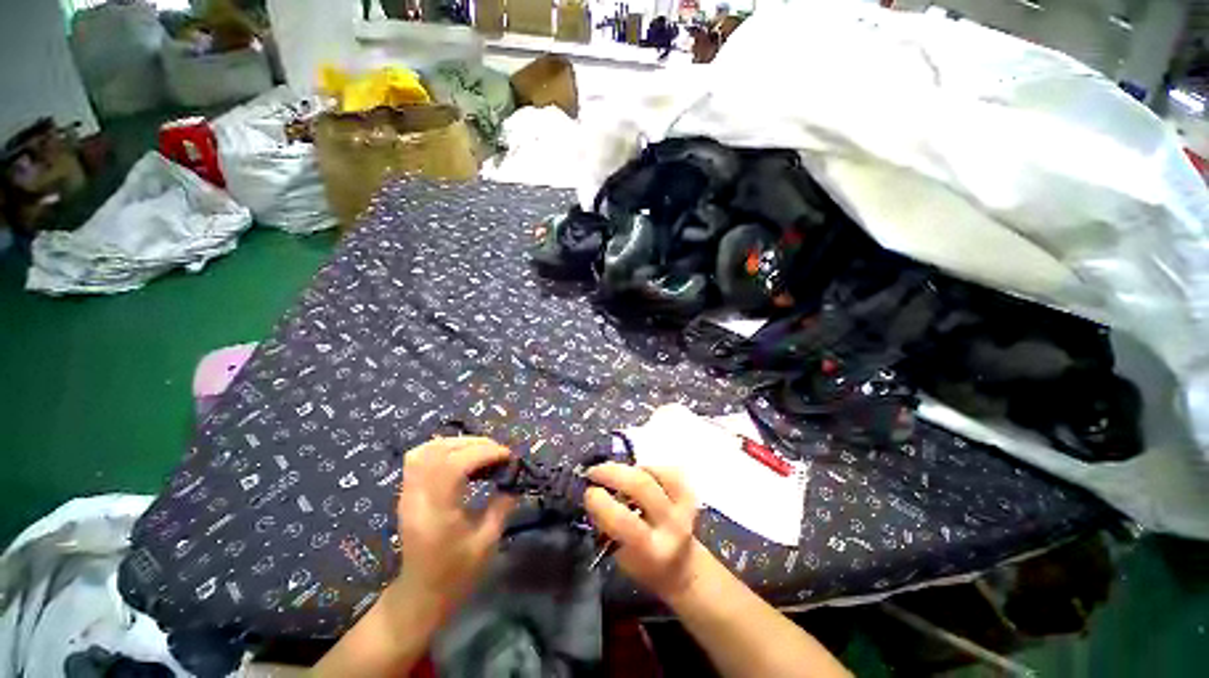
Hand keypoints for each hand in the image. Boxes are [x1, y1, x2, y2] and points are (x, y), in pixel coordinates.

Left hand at [393, 437, 515, 618]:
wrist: (420, 596)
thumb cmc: (456, 574)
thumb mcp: (487, 543)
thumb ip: (502, 506)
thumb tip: (514, 480)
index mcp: (436, 513)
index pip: (453, 466)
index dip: (484, 453)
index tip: (508, 457)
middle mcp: (417, 498)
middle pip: (440, 452)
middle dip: (475, 445)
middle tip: (498, 453)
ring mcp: (408, 494)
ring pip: (426, 450)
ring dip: (457, 443)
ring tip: (481, 451)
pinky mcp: (408, 493)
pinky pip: (420, 458)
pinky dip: (443, 449)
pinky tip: (462, 457)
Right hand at [584, 463, 700, 600]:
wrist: (682, 566)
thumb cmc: (643, 563)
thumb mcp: (619, 554)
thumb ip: (607, 524)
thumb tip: (592, 492)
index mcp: (651, 550)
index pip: (622, 520)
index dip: (600, 500)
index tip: (587, 491)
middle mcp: (671, 526)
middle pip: (641, 486)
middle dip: (612, 472)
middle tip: (594, 471)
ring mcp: (684, 507)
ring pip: (653, 473)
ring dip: (629, 469)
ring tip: (616, 475)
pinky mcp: (689, 493)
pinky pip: (665, 470)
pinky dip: (647, 468)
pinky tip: (638, 475)